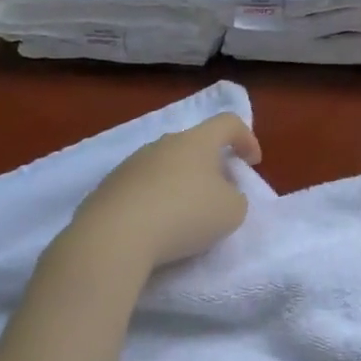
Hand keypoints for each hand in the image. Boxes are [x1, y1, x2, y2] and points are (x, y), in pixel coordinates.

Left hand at [69, 113, 261, 267]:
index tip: (253, 163)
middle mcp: (163, 144)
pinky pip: (142, 188)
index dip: (246, 138)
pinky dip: (155, 201)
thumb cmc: (184, 215)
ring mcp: (131, 164)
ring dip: (181, 184)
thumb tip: (220, 195)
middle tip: (220, 193)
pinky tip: (156, 228)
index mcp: (197, 141)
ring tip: (186, 216)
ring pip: (166, 166)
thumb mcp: (232, 211)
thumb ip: (235, 197)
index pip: (228, 123)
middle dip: (212, 165)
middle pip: (195, 145)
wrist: (112, 238)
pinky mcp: (107, 188)